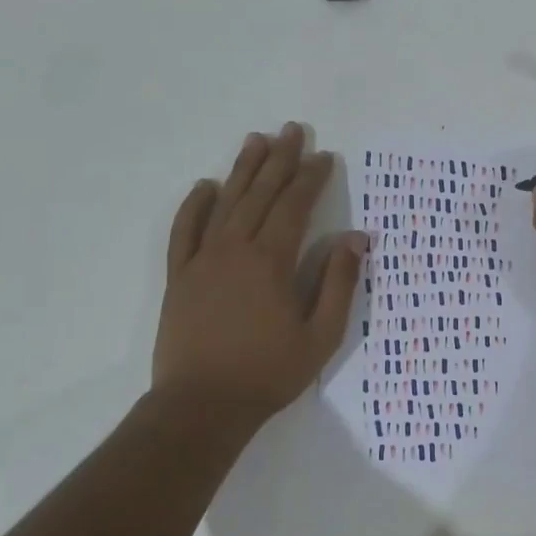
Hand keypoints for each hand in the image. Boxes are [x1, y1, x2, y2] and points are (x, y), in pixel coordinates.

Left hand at [153, 123, 365, 422]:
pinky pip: (185, 231)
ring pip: (225, 203)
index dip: (311, 179)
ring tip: (256, 140)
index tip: (325, 157)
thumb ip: (338, 283)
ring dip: (243, 170)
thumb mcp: (321, 335)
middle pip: (260, 194)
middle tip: (293, 130)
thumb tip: (355, 238)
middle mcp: (235, 250)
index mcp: (271, 262)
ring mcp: (202, 261)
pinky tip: (205, 186)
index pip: (294, 207)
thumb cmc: (269, 372)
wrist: (202, 405)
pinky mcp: (180, 277)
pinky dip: (195, 205)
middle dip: (280, 160)